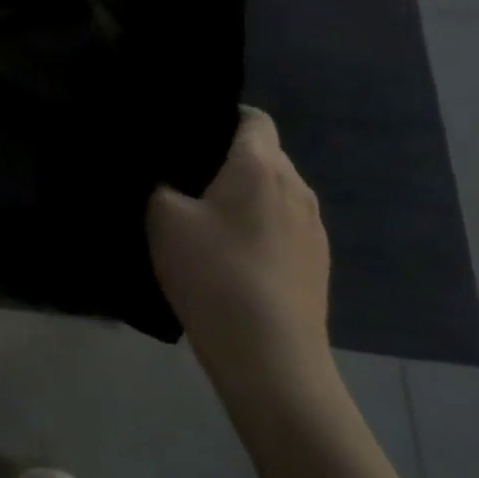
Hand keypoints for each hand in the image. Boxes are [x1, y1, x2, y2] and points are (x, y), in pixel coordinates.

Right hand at [147, 107, 331, 394]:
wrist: (272, 361)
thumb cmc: (214, 274)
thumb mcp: (163, 218)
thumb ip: (160, 182)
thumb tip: (167, 175)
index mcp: (261, 165)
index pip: (254, 117)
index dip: (222, 116)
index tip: (189, 134)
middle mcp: (296, 187)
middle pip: (265, 154)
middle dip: (228, 159)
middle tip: (185, 178)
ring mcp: (313, 229)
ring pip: (275, 192)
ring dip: (246, 196)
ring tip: (207, 220)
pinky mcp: (318, 264)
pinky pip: (284, 226)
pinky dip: (260, 228)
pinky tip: (233, 257)